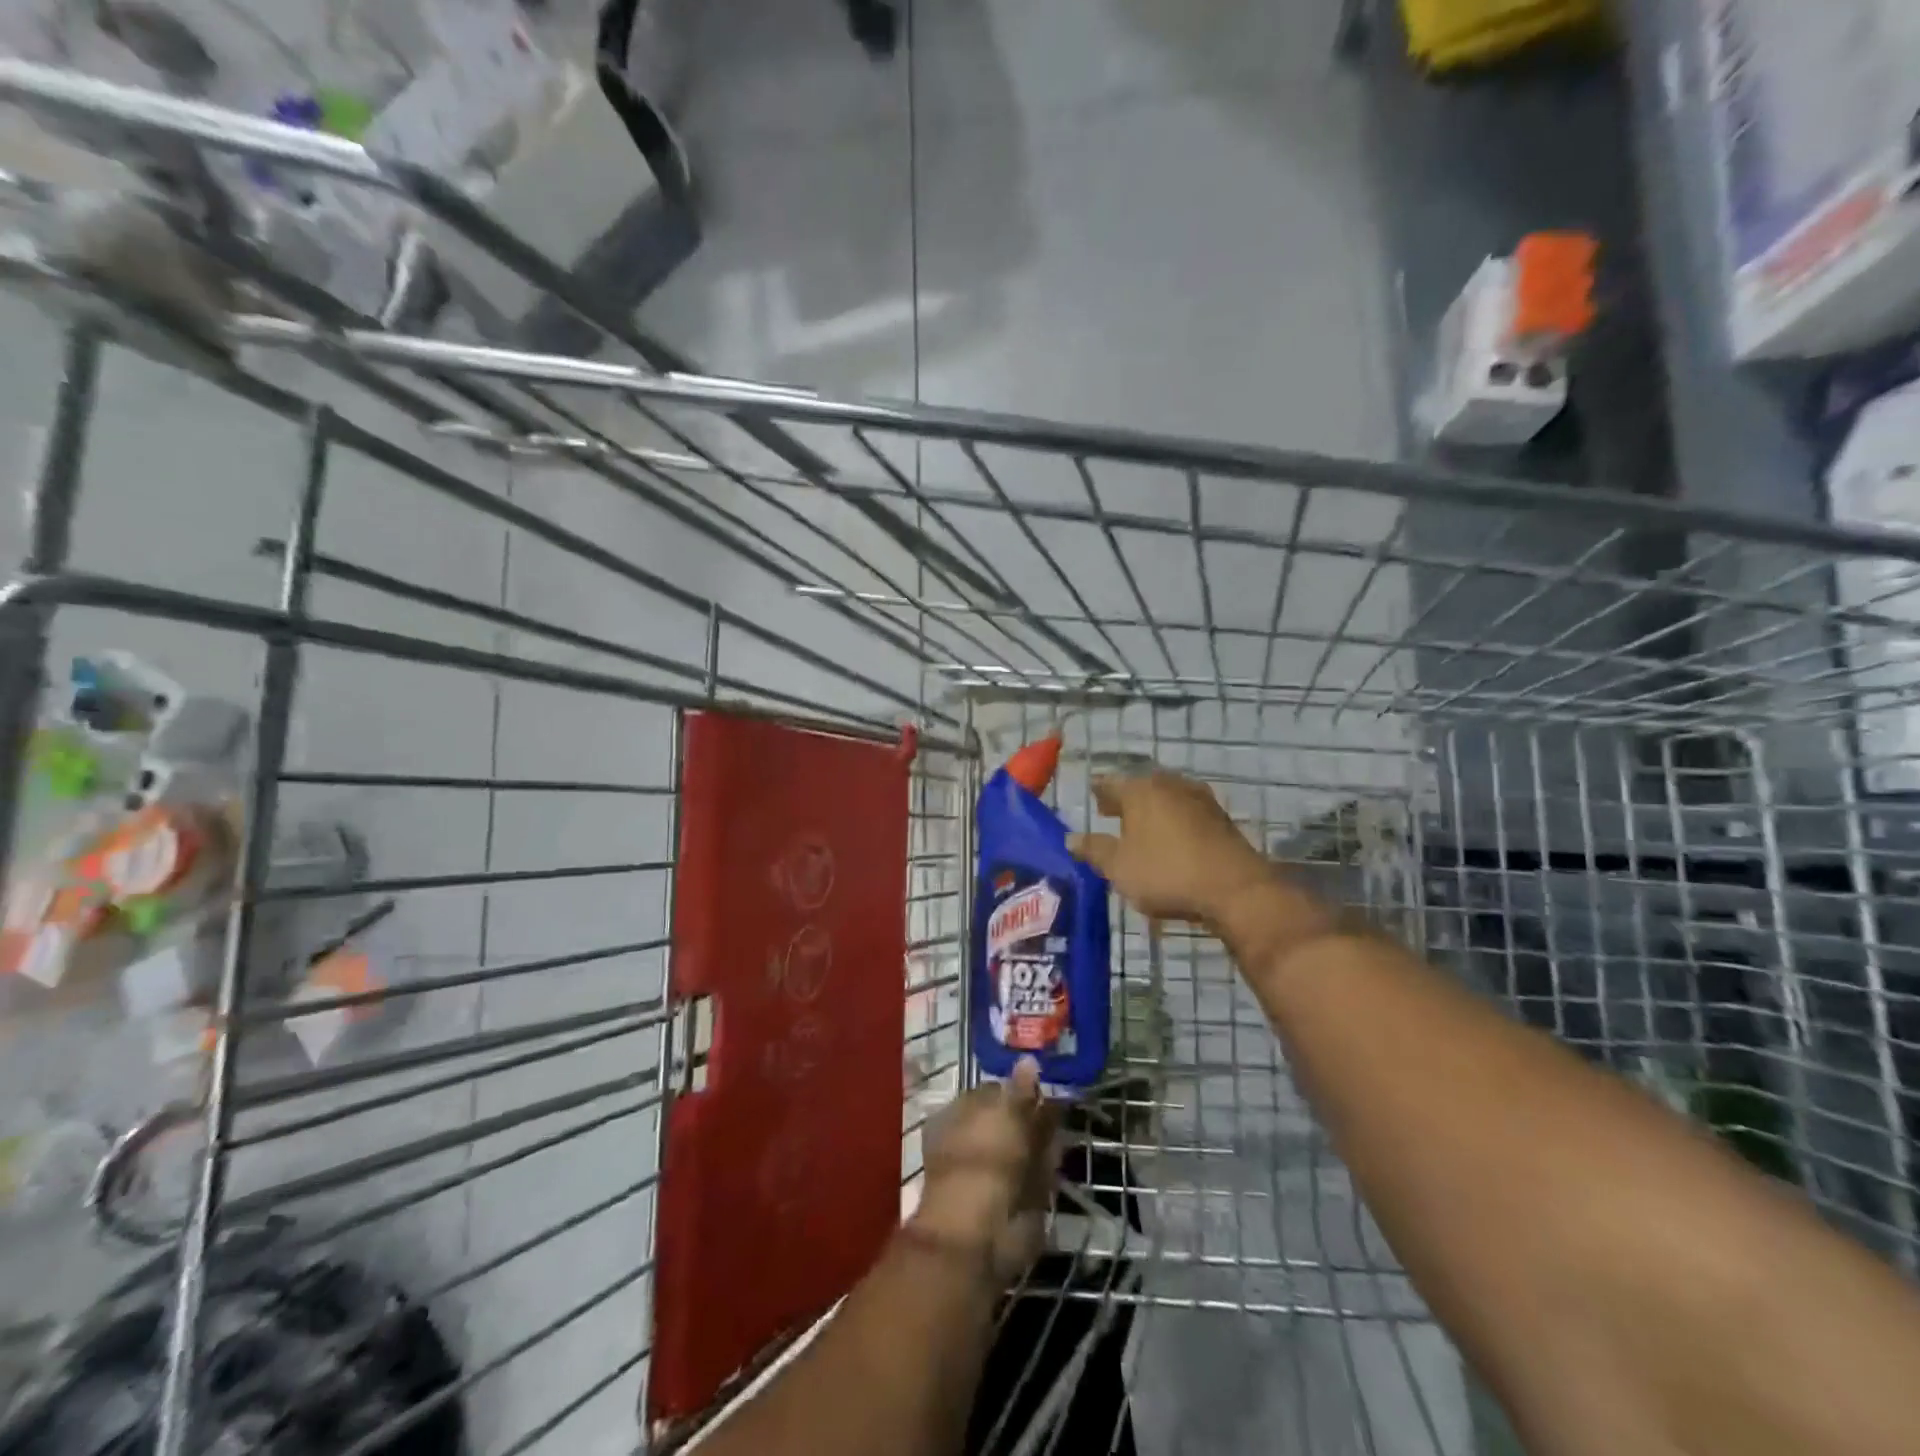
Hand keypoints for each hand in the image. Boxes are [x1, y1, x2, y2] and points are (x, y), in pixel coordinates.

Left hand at [913, 1058, 1058, 1282]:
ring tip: (1061, 1125)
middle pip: (1010, 1120)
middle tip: (1059, 1101)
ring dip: (1043, 1137)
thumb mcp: (1004, 1114)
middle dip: (1034, 1113)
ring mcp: (994, 1172)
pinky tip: (1058, 1155)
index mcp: (959, 1115)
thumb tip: (1029, 1059)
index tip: (1042, 1080)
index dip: (1016, 1086)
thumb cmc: (983, 1161)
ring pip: (1025, 1146)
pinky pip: (1034, 1175)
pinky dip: (1047, 1167)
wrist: (980, 1234)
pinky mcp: (1014, 1199)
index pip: (991, 1092)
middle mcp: (973, 1141)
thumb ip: (1019, 1088)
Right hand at [1067, 770, 1274, 925]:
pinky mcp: (1220, 818)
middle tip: (1112, 813)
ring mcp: (1199, 799)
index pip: (1110, 783)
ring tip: (1141, 828)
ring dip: (1152, 810)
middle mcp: (1169, 785)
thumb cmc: (1167, 873)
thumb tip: (1070, 838)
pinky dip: (1174, 821)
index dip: (1099, 792)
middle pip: (1140, 787)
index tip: (1092, 798)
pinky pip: (1187, 813)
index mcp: (1140, 790)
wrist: (1235, 889)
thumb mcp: (1119, 868)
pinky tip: (1171, 839)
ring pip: (1166, 798)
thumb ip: (1094, 850)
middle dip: (1125, 800)